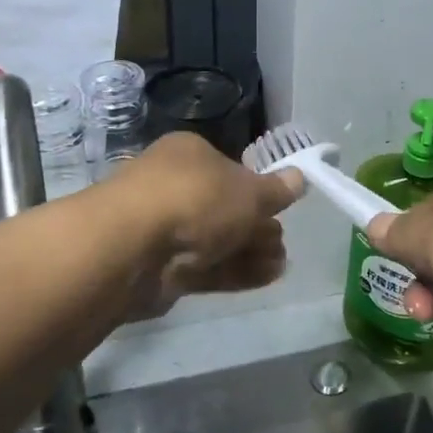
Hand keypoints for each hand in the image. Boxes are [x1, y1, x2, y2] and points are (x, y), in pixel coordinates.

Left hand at [110, 134, 303, 315]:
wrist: (132, 248)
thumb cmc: (196, 199)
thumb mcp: (249, 192)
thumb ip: (276, 191)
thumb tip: (300, 177)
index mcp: (190, 154)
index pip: (229, 168)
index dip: (257, 189)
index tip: (280, 210)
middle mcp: (173, 185)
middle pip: (223, 207)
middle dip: (256, 226)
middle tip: (282, 243)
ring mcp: (164, 228)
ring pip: (215, 239)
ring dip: (250, 251)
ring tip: (282, 265)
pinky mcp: (159, 267)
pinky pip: (204, 267)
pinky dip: (234, 271)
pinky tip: (266, 278)